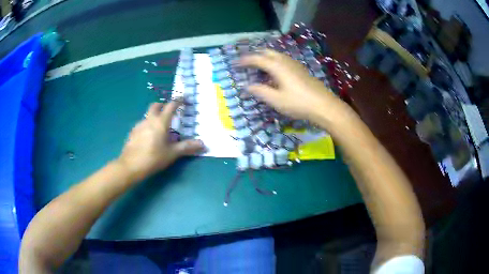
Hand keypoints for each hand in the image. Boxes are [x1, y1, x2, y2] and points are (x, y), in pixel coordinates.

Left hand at [118, 101, 203, 181]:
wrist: (130, 166)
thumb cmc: (153, 158)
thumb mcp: (172, 154)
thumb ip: (187, 147)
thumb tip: (203, 144)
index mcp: (160, 122)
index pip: (171, 105)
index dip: (178, 100)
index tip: (184, 99)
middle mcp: (149, 119)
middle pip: (155, 105)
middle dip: (163, 105)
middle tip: (170, 112)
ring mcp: (139, 125)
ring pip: (148, 115)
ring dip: (155, 116)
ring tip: (160, 128)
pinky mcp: (132, 132)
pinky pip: (142, 123)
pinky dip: (148, 125)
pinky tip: (149, 137)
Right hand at [240, 49, 346, 121]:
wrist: (324, 106)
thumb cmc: (299, 103)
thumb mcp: (276, 100)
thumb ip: (260, 91)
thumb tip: (246, 86)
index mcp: (277, 66)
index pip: (257, 59)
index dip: (245, 60)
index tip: (235, 63)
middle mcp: (285, 61)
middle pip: (267, 52)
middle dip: (255, 55)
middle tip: (247, 63)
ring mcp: (295, 64)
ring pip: (277, 55)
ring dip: (266, 58)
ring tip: (259, 67)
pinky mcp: (301, 70)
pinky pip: (284, 61)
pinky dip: (275, 62)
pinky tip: (275, 73)